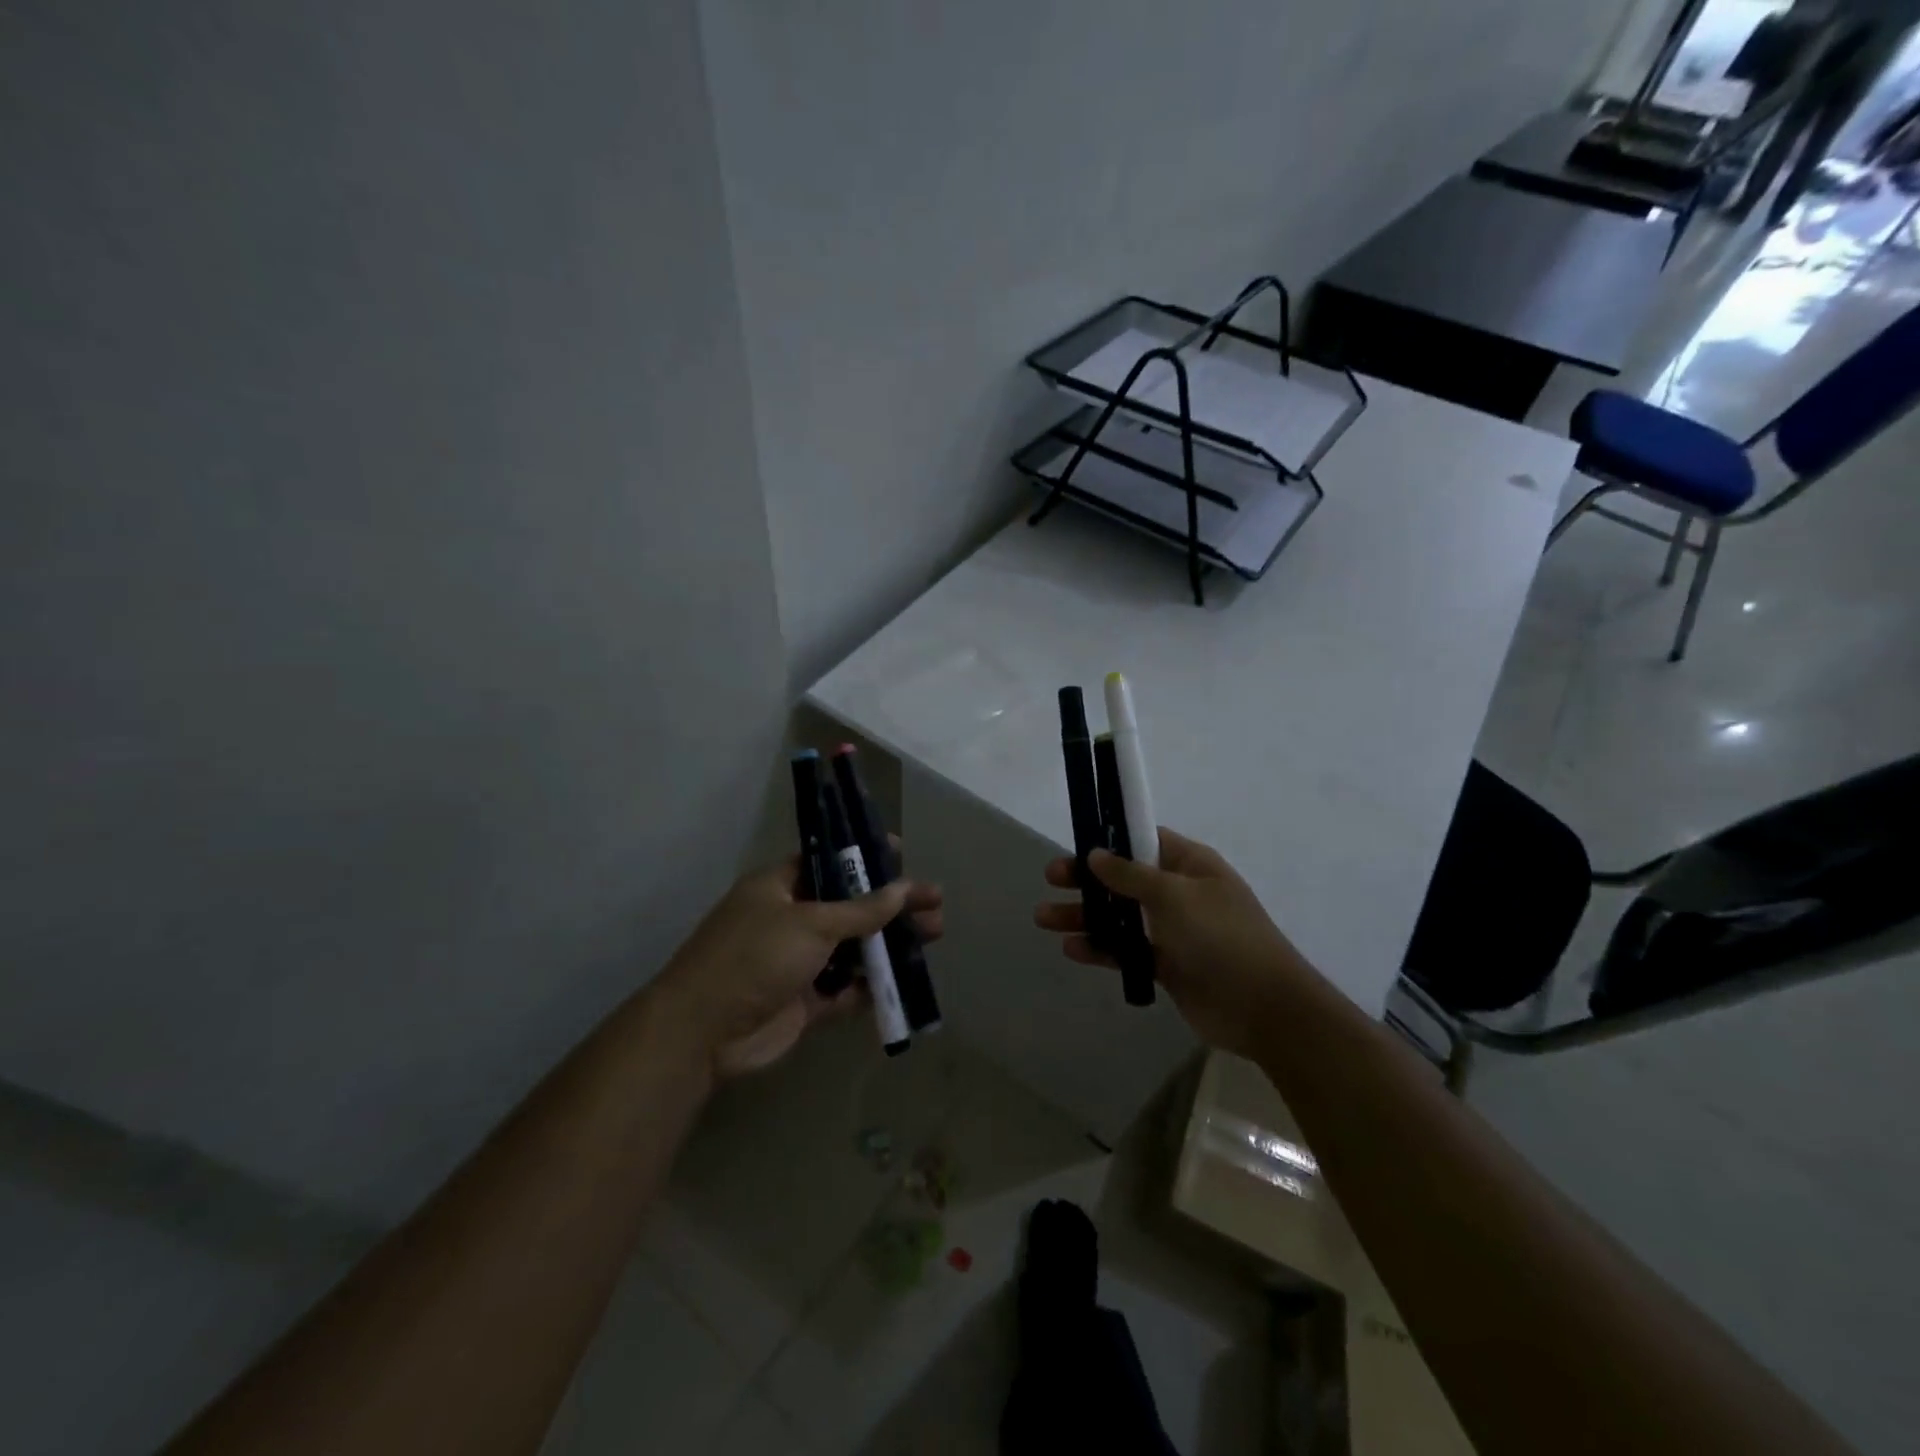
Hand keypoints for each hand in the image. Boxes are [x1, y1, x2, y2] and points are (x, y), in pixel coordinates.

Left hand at [654, 856, 943, 1078]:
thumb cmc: (755, 957)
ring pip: (854, 948)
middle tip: (935, 906)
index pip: (830, 861)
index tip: (904, 855)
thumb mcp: (811, 923)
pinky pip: (847, 989)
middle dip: (893, 906)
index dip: (866, 858)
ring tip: (933, 937)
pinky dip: (872, 985)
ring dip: (890, 944)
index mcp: (781, 886)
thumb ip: (862, 910)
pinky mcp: (805, 1002)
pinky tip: (906, 980)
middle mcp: (791, 919)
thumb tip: (905, 888)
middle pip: (851, 906)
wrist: (702, 1033)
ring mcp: (798, 962)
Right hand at [1034, 828, 1308, 1057]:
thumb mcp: (1174, 896)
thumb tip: (1096, 854)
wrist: (1264, 1008)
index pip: (1143, 840)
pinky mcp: (1166, 964)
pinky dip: (1100, 948)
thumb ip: (1130, 875)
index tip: (1075, 843)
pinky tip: (1072, 949)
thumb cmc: (1222, 937)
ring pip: (1120, 916)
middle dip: (1087, 879)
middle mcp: (1179, 893)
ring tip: (1043, 919)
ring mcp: (1173, 930)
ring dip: (1084, 916)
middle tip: (1050, 879)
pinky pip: (1126, 950)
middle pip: (1123, 879)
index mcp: (1189, 864)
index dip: (1109, 840)